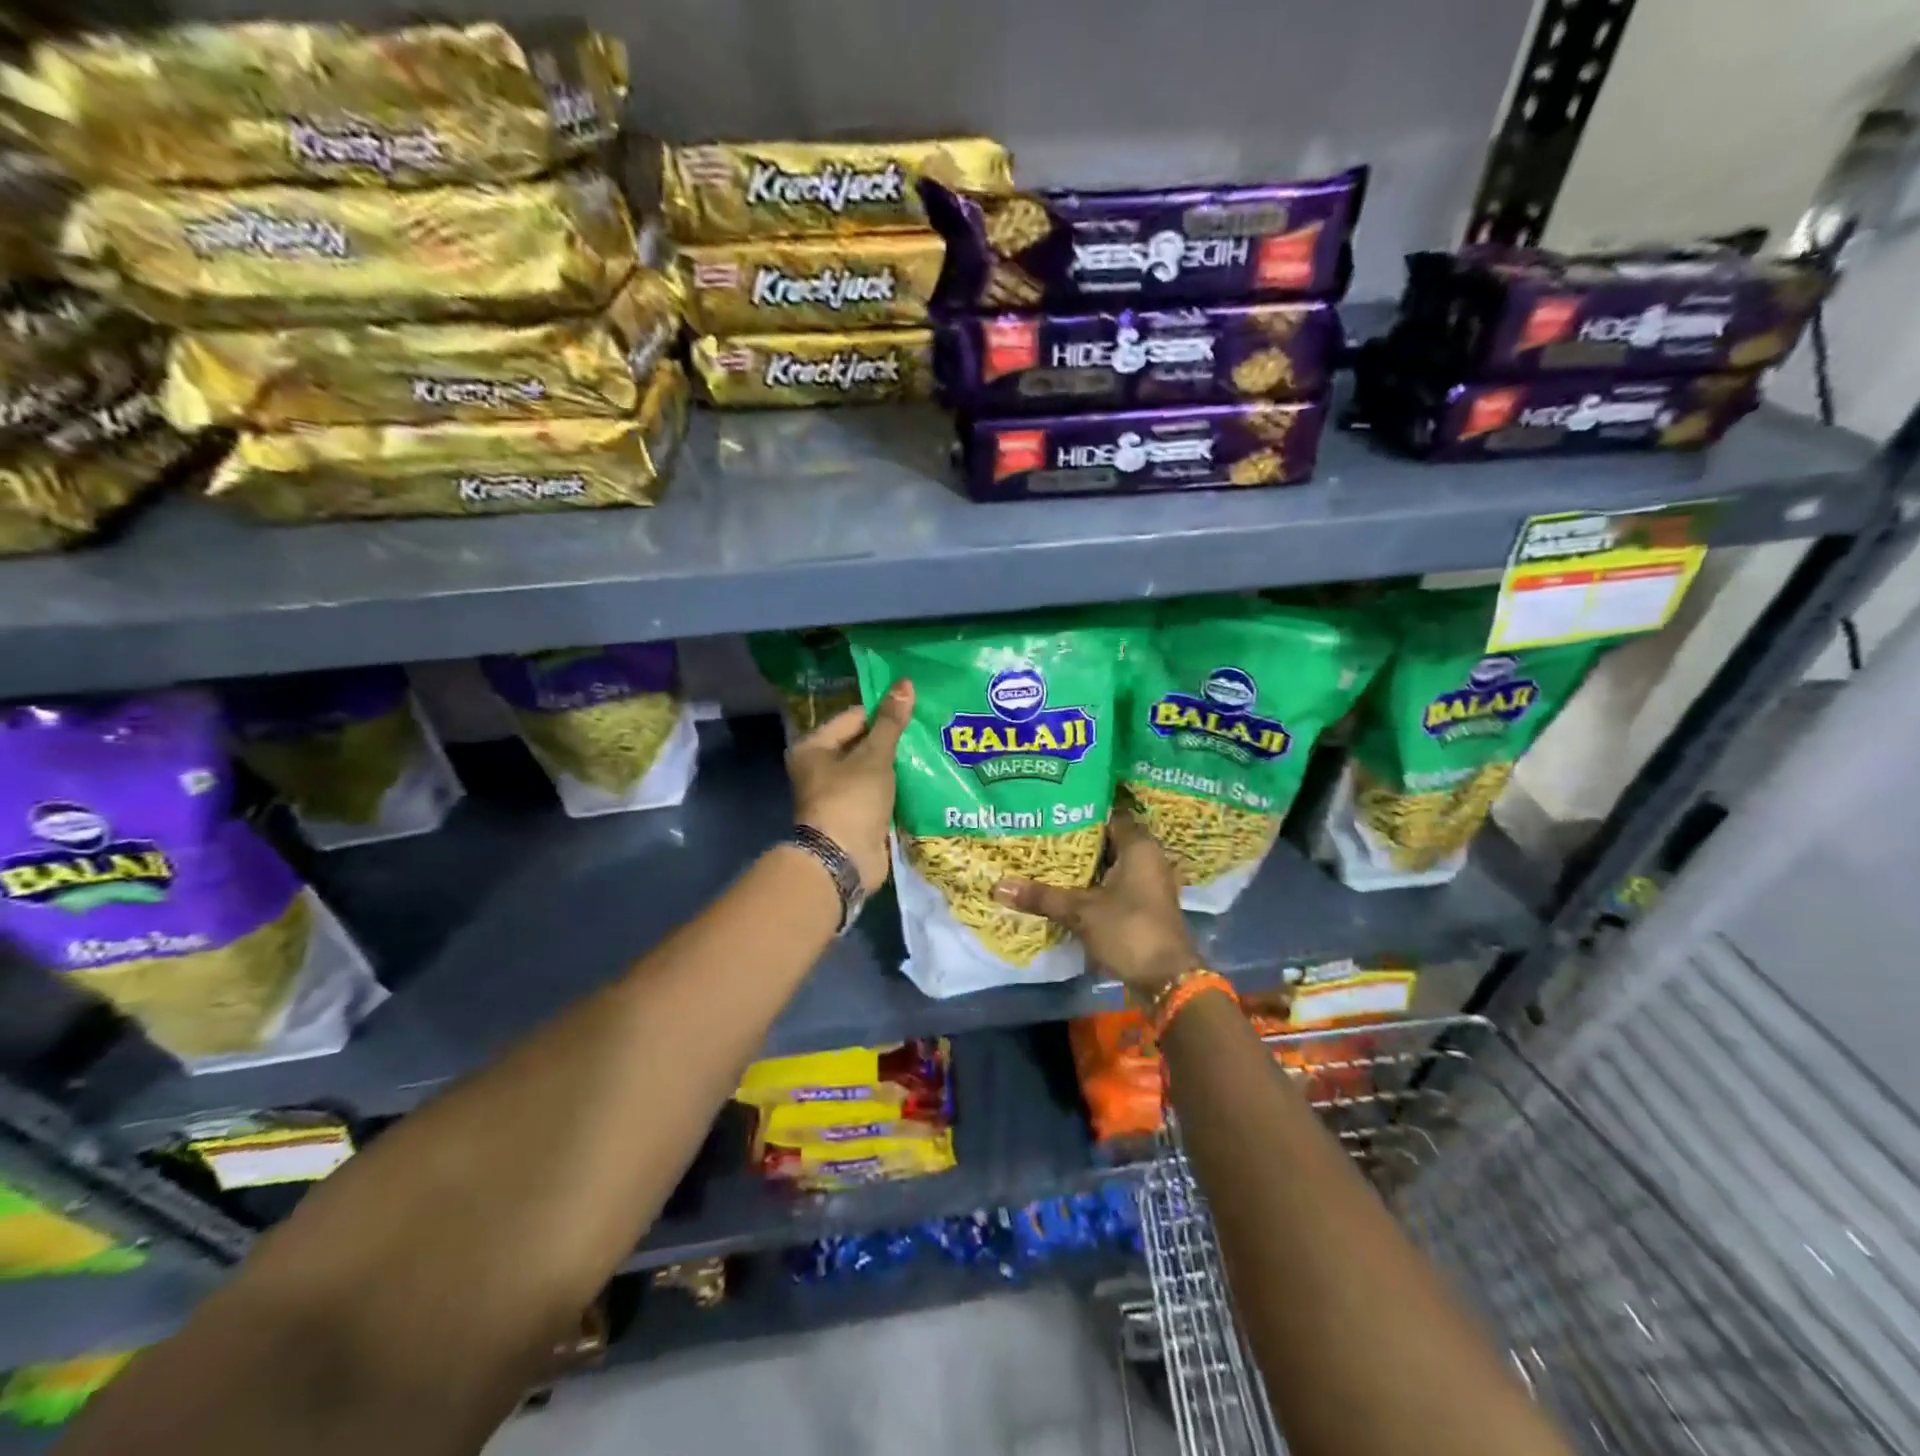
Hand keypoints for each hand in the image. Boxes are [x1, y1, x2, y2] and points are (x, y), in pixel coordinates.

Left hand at [787, 679, 912, 893]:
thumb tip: (905, 683)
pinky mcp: (857, 815)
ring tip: (931, 748)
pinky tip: (924, 777)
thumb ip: (891, 722)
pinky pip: (880, 792)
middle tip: (928, 727)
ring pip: (873, 769)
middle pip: (863, 742)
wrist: (843, 860)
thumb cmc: (852, 799)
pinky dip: (897, 786)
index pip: (854, 716)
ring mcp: (839, 794)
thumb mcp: (874, 756)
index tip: (916, 708)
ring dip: (897, 764)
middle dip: (893, 738)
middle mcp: (821, 768)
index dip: (884, 711)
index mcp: (814, 747)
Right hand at [992, 807, 1198, 994]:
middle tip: (1040, 830)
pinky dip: (1092, 884)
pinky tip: (1064, 886)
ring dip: (1084, 864)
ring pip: (1109, 864)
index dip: (1081, 809)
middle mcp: (1148, 858)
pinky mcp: (1144, 905)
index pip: (1109, 813)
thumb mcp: (1081, 912)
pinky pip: (1114, 884)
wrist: (1168, 980)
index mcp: (1139, 846)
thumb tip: (997, 886)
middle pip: (1107, 839)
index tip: (1051, 808)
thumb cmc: (1130, 931)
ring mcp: (1148, 883)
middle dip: (1076, 838)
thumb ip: (1042, 896)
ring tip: (1045, 855)